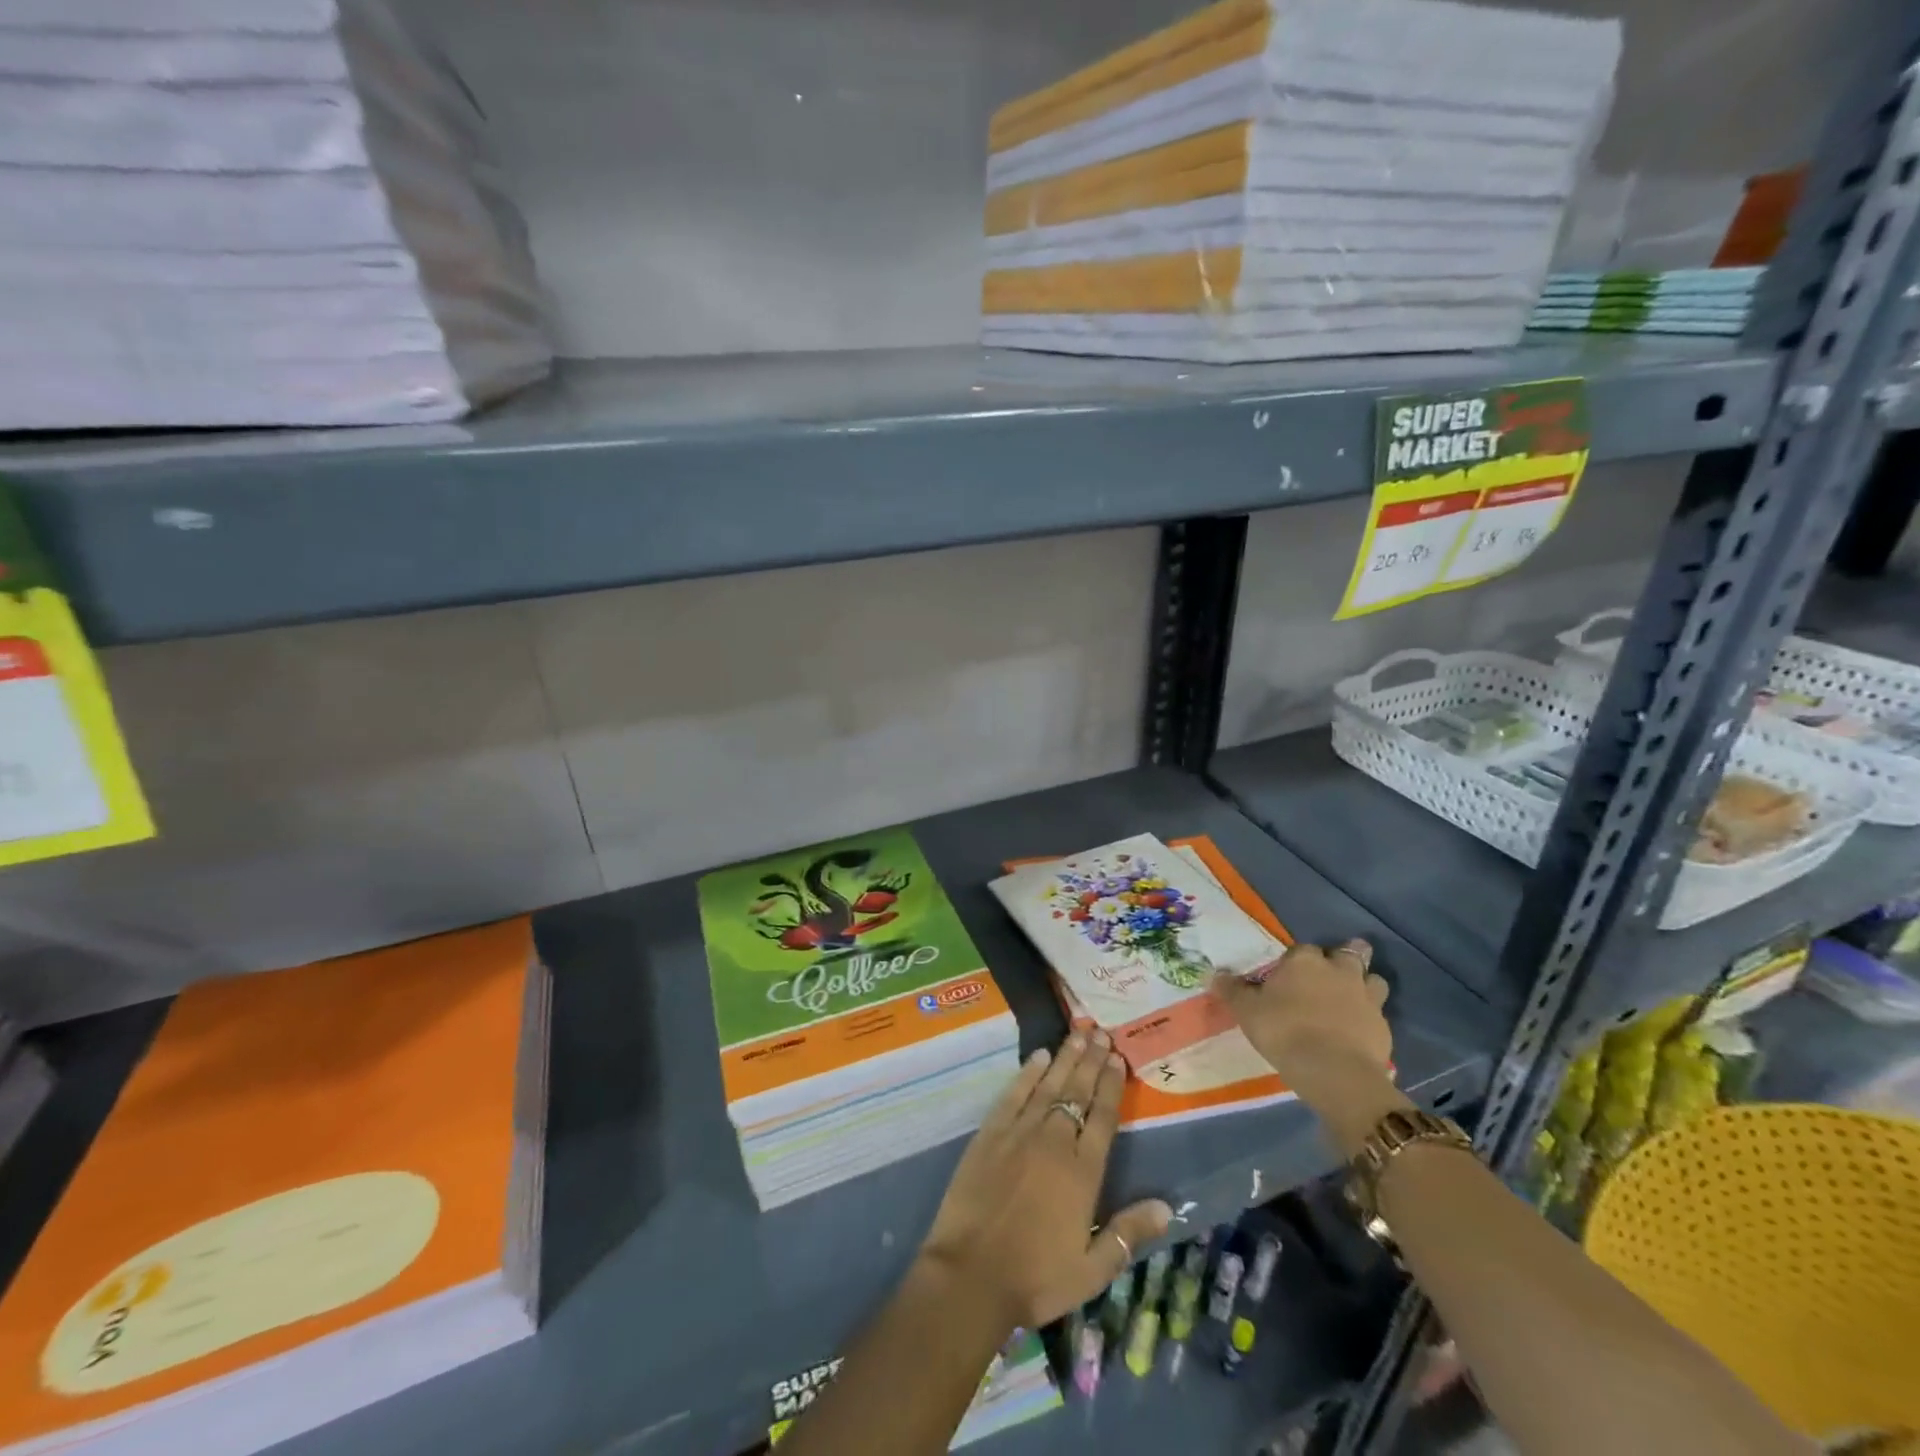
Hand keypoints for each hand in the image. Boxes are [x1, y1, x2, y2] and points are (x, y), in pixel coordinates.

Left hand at [919, 1031, 1171, 1329]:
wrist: (971, 1274)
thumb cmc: (1036, 1277)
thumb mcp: (1092, 1269)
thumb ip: (1129, 1233)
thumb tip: (1168, 1206)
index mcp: (1082, 1172)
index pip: (1102, 1117)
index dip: (1111, 1085)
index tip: (1117, 1058)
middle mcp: (1054, 1142)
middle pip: (1077, 1092)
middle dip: (1091, 1061)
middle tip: (1102, 1033)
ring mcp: (1019, 1133)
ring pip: (1048, 1085)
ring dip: (1064, 1058)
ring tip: (1078, 1034)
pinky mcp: (990, 1133)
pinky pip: (1013, 1094)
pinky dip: (1026, 1073)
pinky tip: (1037, 1056)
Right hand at [1212, 939, 1410, 1155]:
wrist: (1334, 1071)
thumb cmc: (1284, 1031)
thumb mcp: (1247, 1011)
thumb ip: (1232, 990)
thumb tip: (1216, 974)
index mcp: (1305, 961)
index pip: (1301, 949)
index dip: (1294, 962)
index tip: (1286, 978)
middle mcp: (1339, 970)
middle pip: (1350, 952)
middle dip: (1344, 956)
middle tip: (1330, 973)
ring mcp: (1366, 997)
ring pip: (1373, 979)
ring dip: (1364, 984)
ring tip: (1351, 997)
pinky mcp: (1383, 1025)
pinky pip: (1378, 1012)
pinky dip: (1369, 1017)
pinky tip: (1357, 1030)